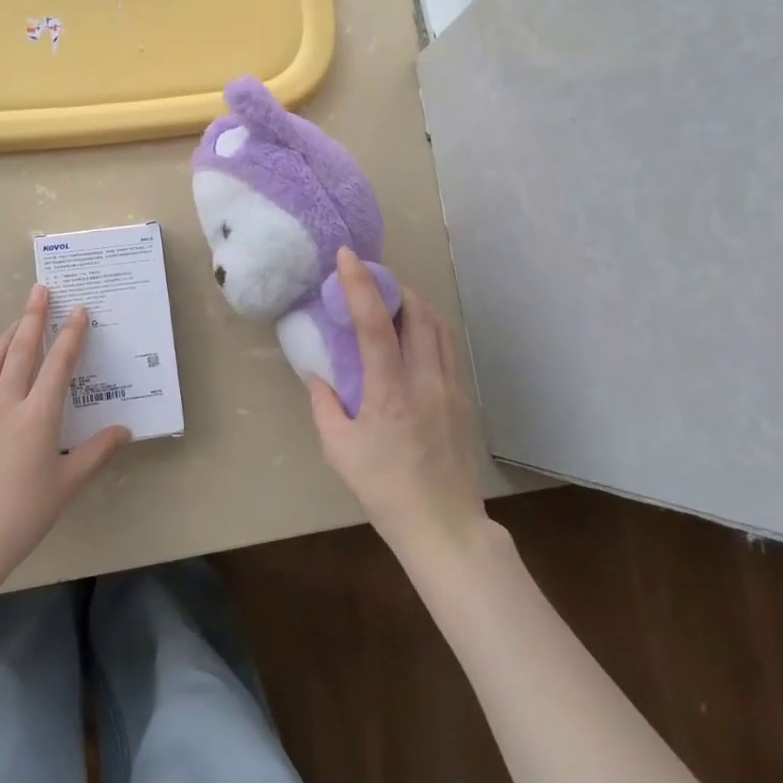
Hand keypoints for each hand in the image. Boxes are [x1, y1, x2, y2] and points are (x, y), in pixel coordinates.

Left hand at [0, 285, 129, 593]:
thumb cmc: (23, 514)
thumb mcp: (67, 484)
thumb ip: (97, 452)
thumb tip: (124, 430)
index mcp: (38, 416)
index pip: (58, 365)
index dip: (71, 335)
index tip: (79, 310)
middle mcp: (6, 404)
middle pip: (21, 351)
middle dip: (33, 318)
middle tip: (40, 291)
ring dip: (7, 337)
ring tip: (17, 321)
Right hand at [307, 247, 486, 567]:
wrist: (443, 525)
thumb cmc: (384, 489)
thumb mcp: (339, 450)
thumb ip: (324, 406)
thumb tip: (318, 376)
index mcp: (391, 393)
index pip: (376, 324)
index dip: (360, 285)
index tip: (347, 257)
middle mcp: (426, 381)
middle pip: (418, 313)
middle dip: (394, 286)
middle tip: (371, 278)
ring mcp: (451, 388)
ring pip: (440, 326)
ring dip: (415, 304)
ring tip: (394, 300)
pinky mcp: (463, 399)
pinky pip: (448, 347)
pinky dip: (430, 327)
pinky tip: (415, 335)